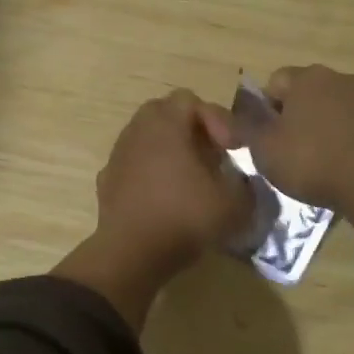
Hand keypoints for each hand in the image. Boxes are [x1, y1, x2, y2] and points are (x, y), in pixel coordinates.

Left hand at [55, 90, 252, 326]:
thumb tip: (243, 182)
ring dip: (169, 151)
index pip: (191, 100)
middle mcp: (137, 131)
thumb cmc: (185, 217)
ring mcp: (117, 156)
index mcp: (165, 124)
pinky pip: (133, 165)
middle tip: (210, 156)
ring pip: (146, 139)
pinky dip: (150, 173)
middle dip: (191, 129)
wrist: (132, 254)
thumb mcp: (234, 204)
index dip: (217, 119)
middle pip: (164, 113)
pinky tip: (164, 198)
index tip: (232, 149)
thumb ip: (246, 185)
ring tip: (189, 179)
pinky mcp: (107, 181)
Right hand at [249, 65, 353, 249]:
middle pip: (308, 93)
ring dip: (325, 127)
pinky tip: (346, 166)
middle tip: (288, 151)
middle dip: (296, 116)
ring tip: (320, 162)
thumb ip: (243, 128)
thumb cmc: (310, 160)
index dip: (264, 109)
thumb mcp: (263, 148)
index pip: (274, 82)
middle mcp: (340, 78)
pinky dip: (350, 140)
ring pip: (336, 109)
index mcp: (306, 78)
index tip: (264, 138)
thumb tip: (224, 115)